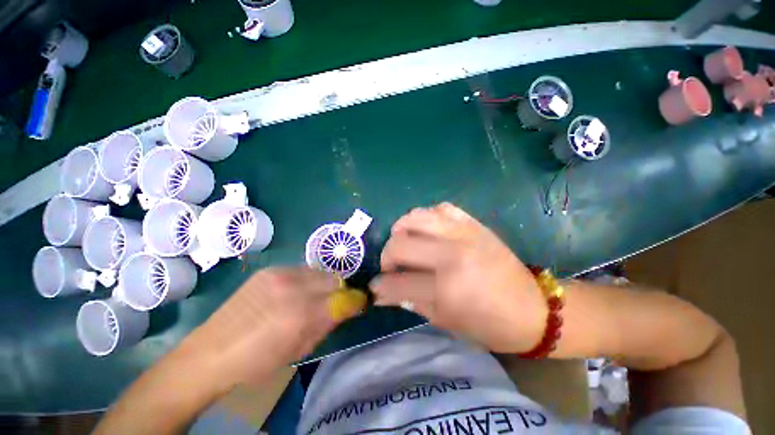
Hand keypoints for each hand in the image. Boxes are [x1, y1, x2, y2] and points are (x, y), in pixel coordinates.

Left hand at [191, 267, 357, 391]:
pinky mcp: (269, 269)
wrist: (211, 351)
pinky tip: (294, 293)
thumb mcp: (300, 349)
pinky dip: (306, 280)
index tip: (358, 302)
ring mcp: (279, 273)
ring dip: (323, 284)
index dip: (355, 299)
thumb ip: (328, 324)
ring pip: (318, 272)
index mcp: (301, 314)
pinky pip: (301, 270)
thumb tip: (348, 306)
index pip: (343, 298)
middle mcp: (293, 287)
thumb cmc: (257, 361)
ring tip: (313, 297)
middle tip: (334, 302)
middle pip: (333, 279)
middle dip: (338, 290)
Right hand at [371, 203, 546, 352]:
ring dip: (402, 229)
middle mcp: (452, 255)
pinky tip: (428, 229)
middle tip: (391, 265)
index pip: (398, 282)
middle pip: (400, 244)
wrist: (533, 308)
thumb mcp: (447, 322)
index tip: (375, 287)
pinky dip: (428, 216)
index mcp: (447, 288)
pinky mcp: (474, 224)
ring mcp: (464, 234)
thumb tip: (383, 292)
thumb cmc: (490, 325)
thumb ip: (412, 302)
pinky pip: (441, 208)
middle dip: (387, 256)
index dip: (381, 286)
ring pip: (417, 217)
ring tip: (404, 241)